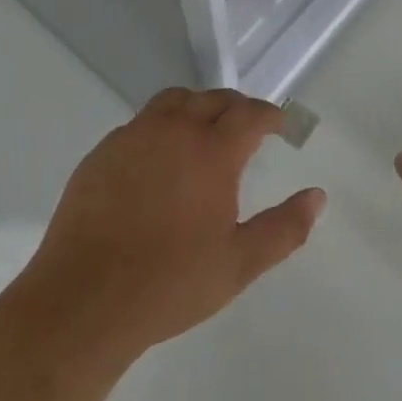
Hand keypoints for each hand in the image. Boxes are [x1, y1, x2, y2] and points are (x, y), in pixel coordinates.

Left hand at [19, 88, 325, 361]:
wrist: (83, 301)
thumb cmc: (169, 284)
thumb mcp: (238, 264)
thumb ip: (283, 228)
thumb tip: (317, 196)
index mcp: (212, 150)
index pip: (250, 113)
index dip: (270, 115)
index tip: (280, 125)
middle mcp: (175, 129)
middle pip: (213, 99)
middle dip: (236, 107)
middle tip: (246, 127)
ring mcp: (135, 136)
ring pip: (174, 101)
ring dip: (196, 107)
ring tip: (203, 130)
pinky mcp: (103, 152)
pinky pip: (140, 123)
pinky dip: (160, 126)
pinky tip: (158, 157)